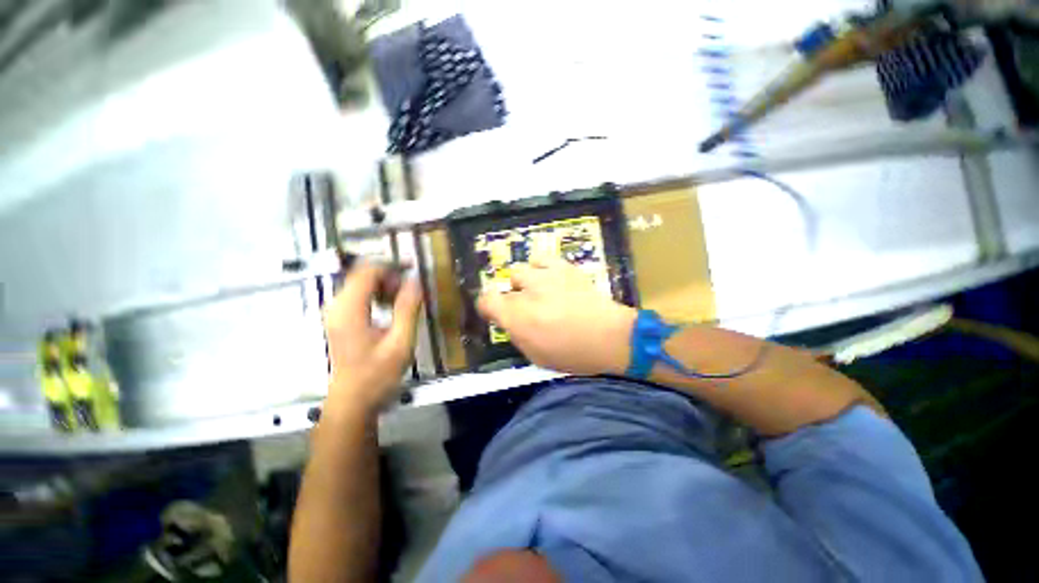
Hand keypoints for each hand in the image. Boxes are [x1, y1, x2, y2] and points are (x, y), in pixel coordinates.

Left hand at [323, 262, 421, 416]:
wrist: (352, 401)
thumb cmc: (377, 374)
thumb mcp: (400, 342)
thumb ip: (408, 309)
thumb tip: (416, 281)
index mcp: (349, 309)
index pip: (367, 271)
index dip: (392, 266)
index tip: (414, 272)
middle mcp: (337, 305)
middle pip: (362, 274)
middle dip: (389, 277)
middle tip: (411, 293)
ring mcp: (335, 312)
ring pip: (361, 283)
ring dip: (384, 286)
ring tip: (403, 301)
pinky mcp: (339, 319)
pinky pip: (358, 295)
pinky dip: (377, 294)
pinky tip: (390, 309)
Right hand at [477, 258, 635, 375]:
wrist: (610, 336)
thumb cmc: (573, 354)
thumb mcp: (536, 356)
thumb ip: (517, 334)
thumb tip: (508, 320)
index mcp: (518, 317)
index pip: (486, 301)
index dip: (487, 306)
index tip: (495, 312)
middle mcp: (527, 292)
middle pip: (505, 285)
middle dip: (511, 297)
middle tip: (526, 308)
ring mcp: (546, 276)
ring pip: (521, 270)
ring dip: (525, 282)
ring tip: (539, 291)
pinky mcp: (564, 267)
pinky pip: (541, 259)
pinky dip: (540, 268)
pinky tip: (550, 278)